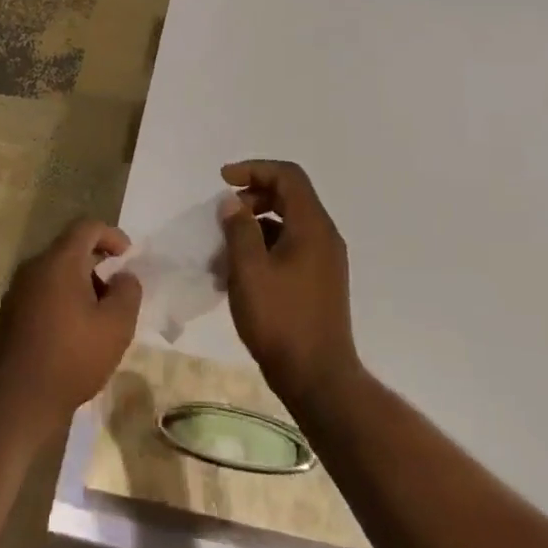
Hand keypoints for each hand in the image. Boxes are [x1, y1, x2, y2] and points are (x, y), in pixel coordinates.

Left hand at [0, 219, 141, 438]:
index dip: (112, 235)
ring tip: (99, 315)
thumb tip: (123, 276)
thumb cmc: (72, 358)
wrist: (16, 401)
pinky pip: (42, 291)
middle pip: (69, 249)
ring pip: (55, 272)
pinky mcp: (9, 314)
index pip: (86, 227)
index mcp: (58, 262)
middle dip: (98, 263)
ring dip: (80, 283)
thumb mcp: (116, 326)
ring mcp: (16, 291)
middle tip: (117, 290)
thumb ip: (127, 292)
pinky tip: (74, 331)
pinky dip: (62, 298)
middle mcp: (33, 268)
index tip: (128, 256)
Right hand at [218, 160, 360, 407]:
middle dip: (252, 198)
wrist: (317, 378)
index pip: (288, 177)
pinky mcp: (318, 282)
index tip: (223, 180)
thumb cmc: (280, 320)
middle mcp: (324, 237)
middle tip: (223, 216)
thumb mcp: (249, 270)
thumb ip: (239, 230)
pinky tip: (239, 274)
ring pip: (287, 225)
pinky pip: (290, 248)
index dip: (254, 169)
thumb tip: (233, 203)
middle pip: (289, 197)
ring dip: (254, 227)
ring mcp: (324, 261)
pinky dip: (264, 249)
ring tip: (223, 251)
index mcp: (312, 227)